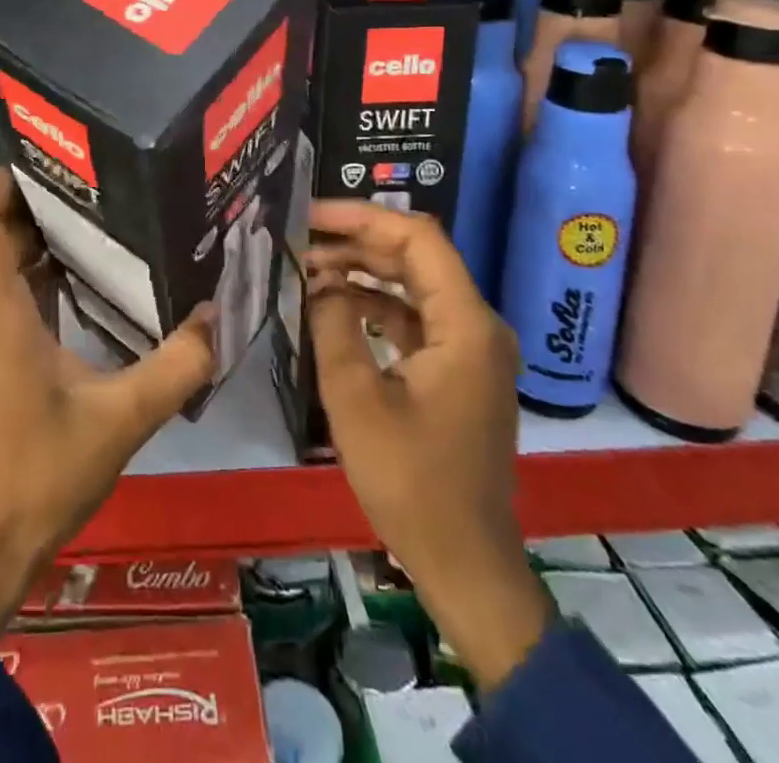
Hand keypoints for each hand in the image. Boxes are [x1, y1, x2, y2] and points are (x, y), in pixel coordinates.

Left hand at [0, 169, 217, 636]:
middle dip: (39, 200)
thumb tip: (219, 314)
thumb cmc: (44, 473)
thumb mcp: (123, 417)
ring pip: (1, 261)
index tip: (54, 163)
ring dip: (42, 235)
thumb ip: (177, 365)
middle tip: (99, 182)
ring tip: (103, 216)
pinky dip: (40, 271)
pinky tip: (90, 276)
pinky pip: (9, 291)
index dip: (1, 180)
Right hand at [305, 200, 549, 690]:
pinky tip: (335, 305)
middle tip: (301, 236)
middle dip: (357, 239)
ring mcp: (471, 348)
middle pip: (417, 255)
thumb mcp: (355, 398)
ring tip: (308, 266)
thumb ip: (333, 324)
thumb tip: (319, 280)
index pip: (417, 238)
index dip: (362, 217)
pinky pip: (416, 317)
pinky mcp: (457, 369)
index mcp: (464, 324)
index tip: (310, 215)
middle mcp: (477, 325)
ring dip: (364, 270)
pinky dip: (376, 304)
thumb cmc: (410, 481)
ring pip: (414, 284)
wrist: (464, 562)